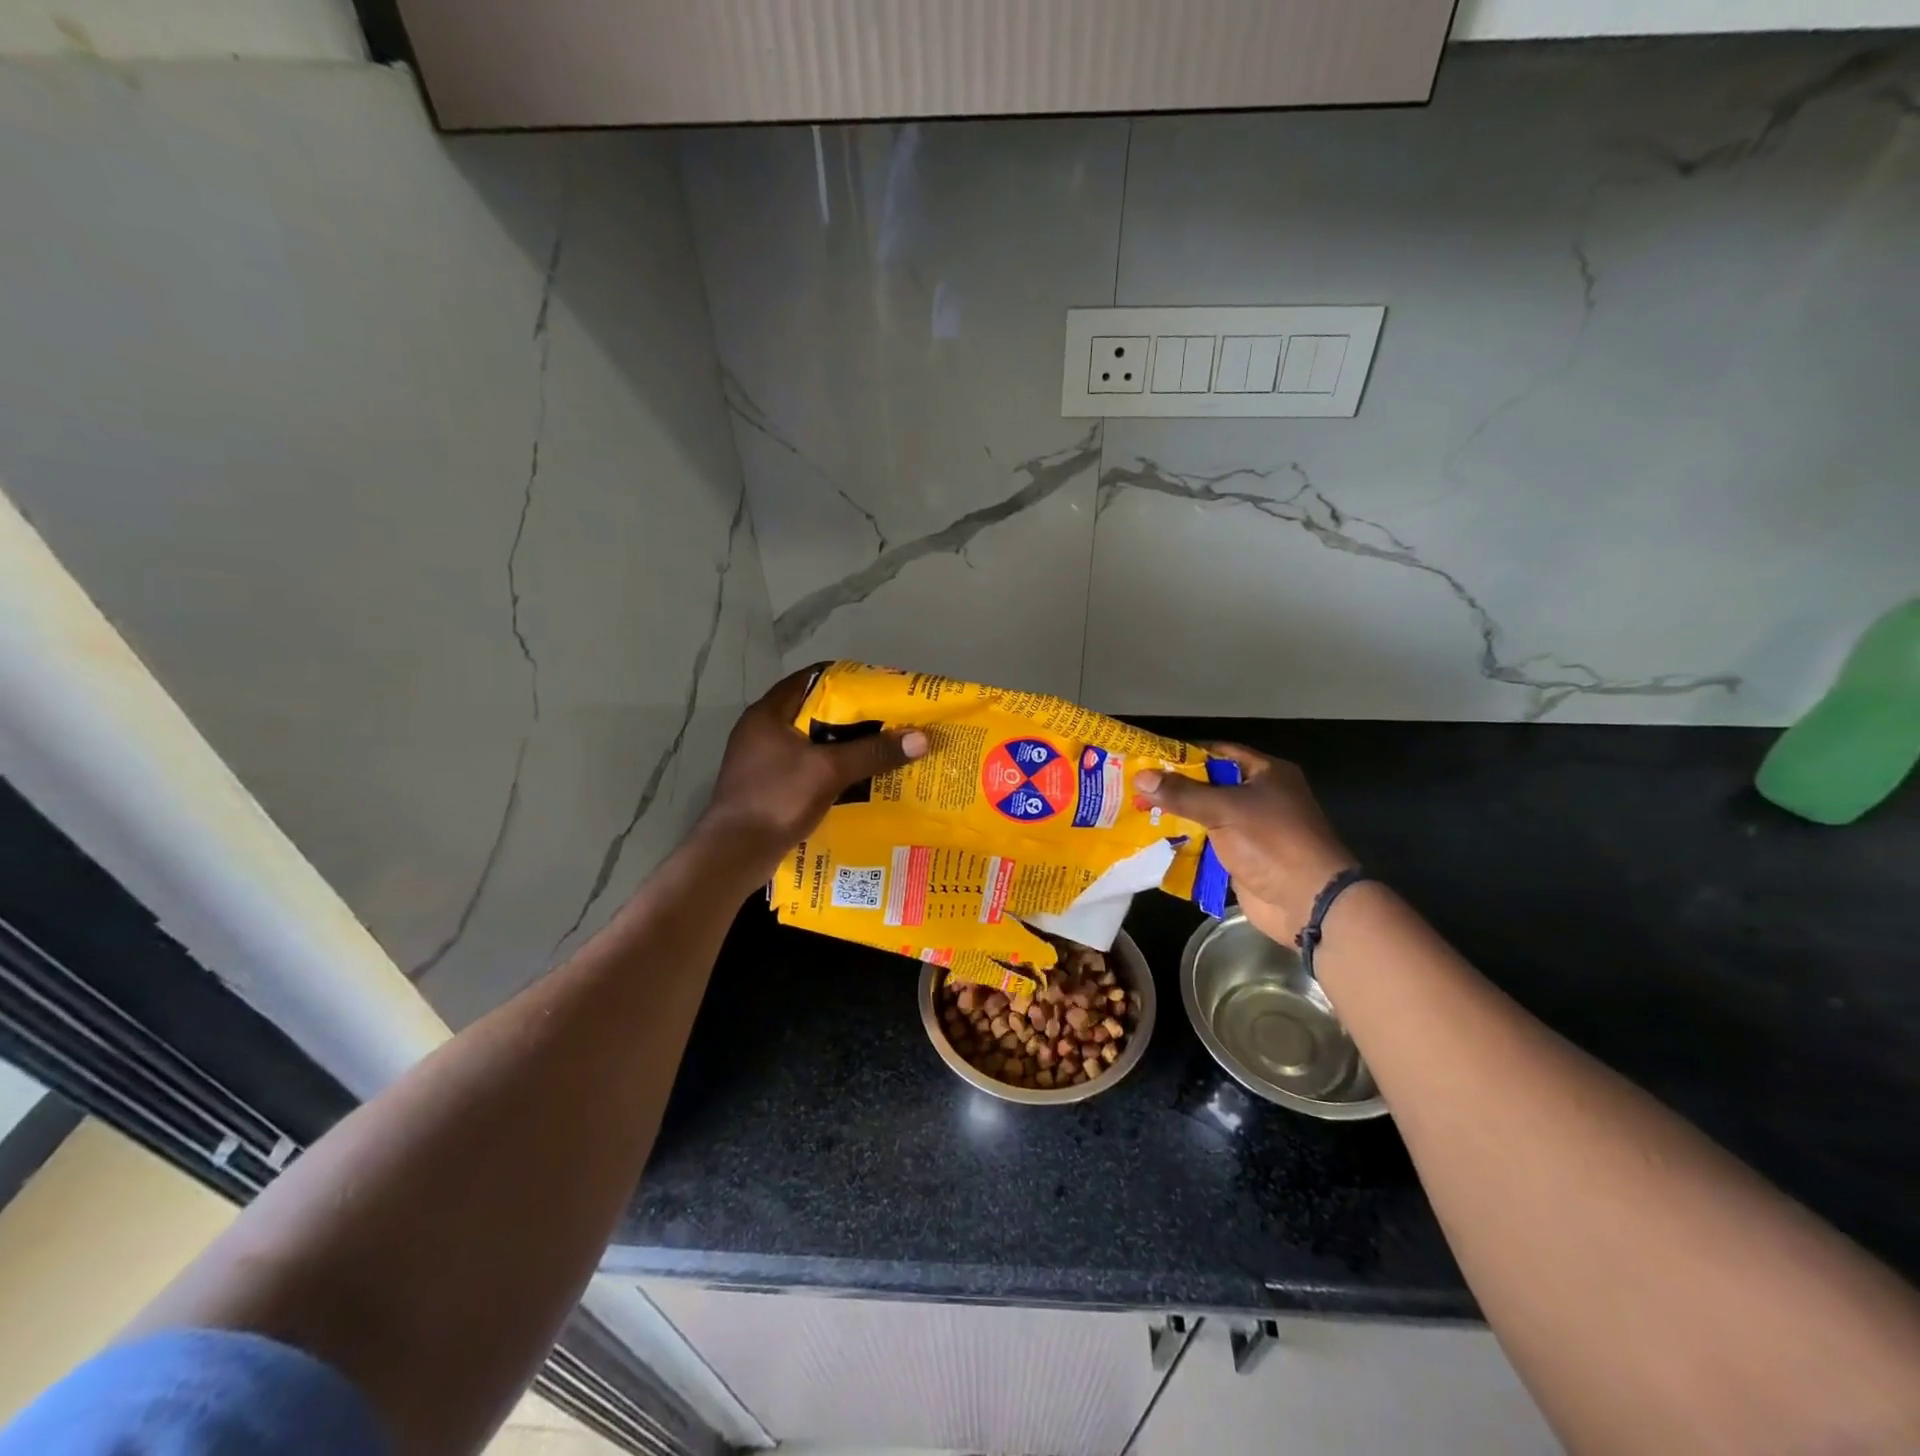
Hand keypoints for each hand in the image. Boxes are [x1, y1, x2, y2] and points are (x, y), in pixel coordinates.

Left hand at [695, 667, 928, 877]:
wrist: (734, 854)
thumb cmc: (777, 798)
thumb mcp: (829, 770)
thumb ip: (873, 752)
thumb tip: (921, 738)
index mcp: (768, 714)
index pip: (810, 678)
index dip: (846, 679)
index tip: (879, 688)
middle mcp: (761, 731)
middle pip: (813, 712)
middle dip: (851, 717)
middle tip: (888, 722)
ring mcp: (761, 761)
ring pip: (810, 743)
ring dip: (842, 747)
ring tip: (879, 751)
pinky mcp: (767, 787)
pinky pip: (805, 769)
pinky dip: (830, 771)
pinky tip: (857, 782)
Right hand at [1134, 745, 1355, 944]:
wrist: (1307, 902)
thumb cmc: (1272, 842)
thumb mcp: (1225, 810)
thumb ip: (1183, 794)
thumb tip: (1141, 777)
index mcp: (1266, 773)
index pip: (1218, 752)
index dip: (1183, 753)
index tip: (1148, 758)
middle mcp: (1260, 796)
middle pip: (1209, 785)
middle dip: (1174, 787)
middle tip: (1135, 787)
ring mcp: (1251, 829)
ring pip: (1206, 816)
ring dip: (1176, 816)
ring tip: (1137, 812)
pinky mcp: (1242, 857)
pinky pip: (1208, 844)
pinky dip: (1185, 843)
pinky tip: (1154, 841)